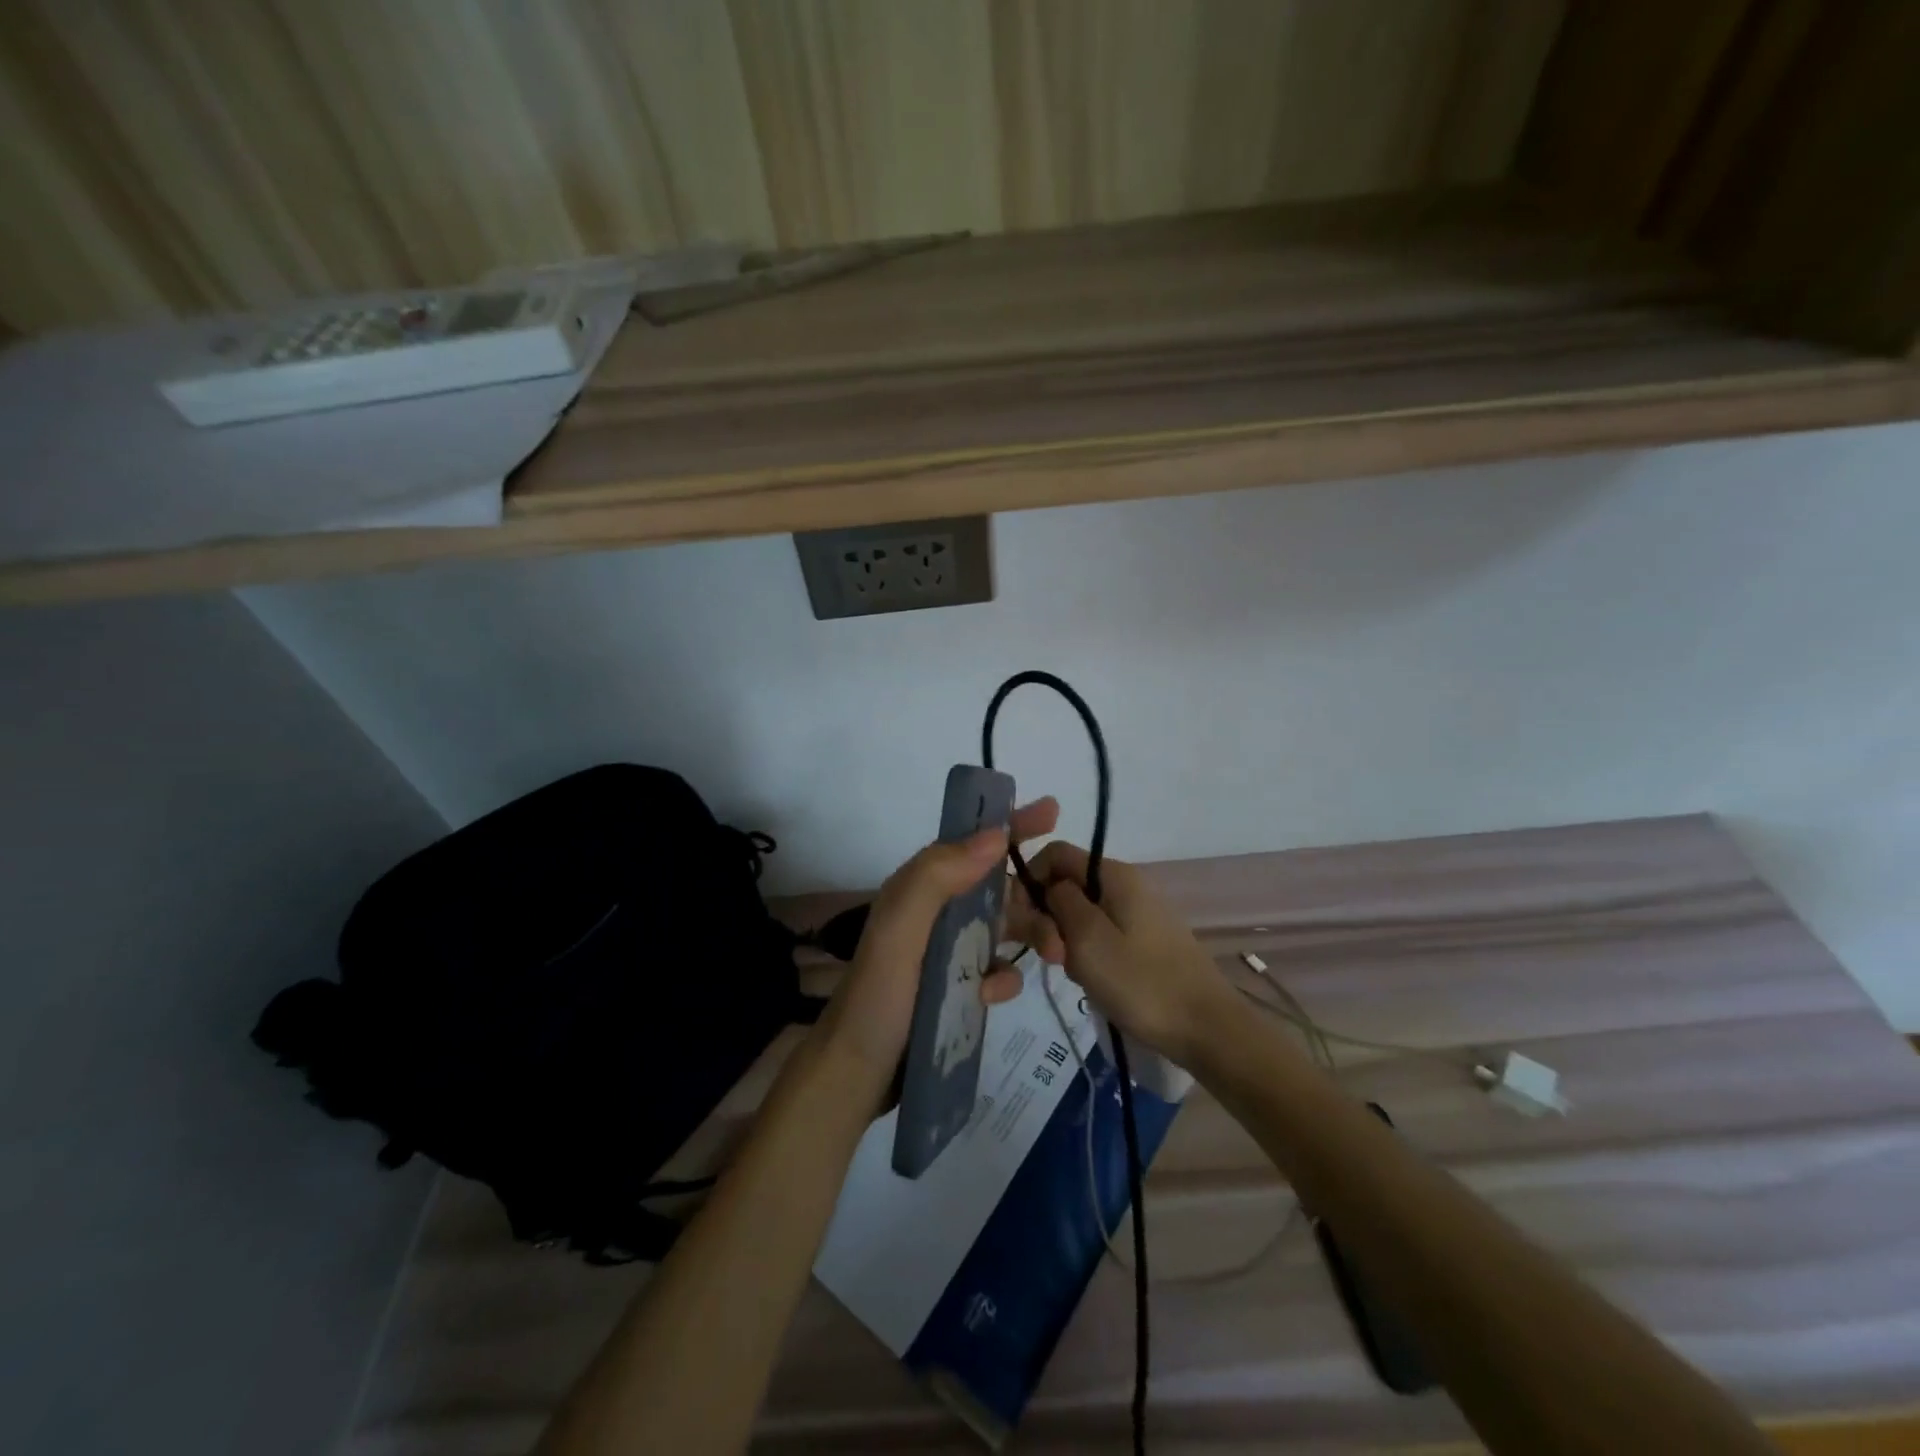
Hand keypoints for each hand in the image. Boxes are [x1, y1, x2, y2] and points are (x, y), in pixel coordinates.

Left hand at [820, 798, 1059, 1081]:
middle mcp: (937, 911)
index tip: (1052, 812)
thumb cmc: (880, 995)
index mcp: (922, 887)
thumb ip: (939, 876)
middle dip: (1036, 896)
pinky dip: (1003, 978)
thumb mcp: (901, 928)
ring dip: (1033, 936)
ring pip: (1005, 928)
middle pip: (999, 887)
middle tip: (1068, 918)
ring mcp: (947, 950)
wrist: (857, 1073)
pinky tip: (994, 995)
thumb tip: (995, 834)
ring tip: (1057, 957)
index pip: (972, 843)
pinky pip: (996, 970)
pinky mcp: (956, 985)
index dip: (1011, 824)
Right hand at [1015, 841, 1234, 1066]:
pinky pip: (1100, 935)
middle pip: (1067, 885)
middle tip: (1053, 958)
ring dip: (1067, 941)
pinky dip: (1087, 954)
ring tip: (1076, 974)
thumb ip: (1059, 902)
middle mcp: (1126, 884)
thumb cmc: (1142, 982)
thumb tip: (1049, 885)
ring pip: (1080, 914)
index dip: (1030, 881)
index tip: (1023, 921)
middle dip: (1048, 918)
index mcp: (1114, 874)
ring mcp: (1137, 913)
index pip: (1055, 854)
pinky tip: (1093, 981)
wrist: (1207, 1030)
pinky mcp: (1143, 941)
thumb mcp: (1088, 939)